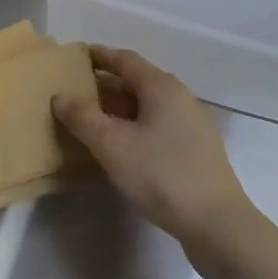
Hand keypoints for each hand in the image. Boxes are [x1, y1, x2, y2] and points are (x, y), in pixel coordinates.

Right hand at [53, 47, 251, 247]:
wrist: (216, 223)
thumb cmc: (161, 175)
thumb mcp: (112, 145)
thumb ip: (83, 117)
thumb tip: (61, 97)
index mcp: (162, 87)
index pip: (125, 59)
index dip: (98, 55)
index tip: (74, 56)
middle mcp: (180, 97)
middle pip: (137, 81)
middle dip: (105, 84)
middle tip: (74, 92)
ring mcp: (192, 124)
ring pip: (147, 106)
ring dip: (118, 108)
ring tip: (90, 119)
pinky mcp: (196, 150)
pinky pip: (157, 126)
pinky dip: (134, 126)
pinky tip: (119, 146)